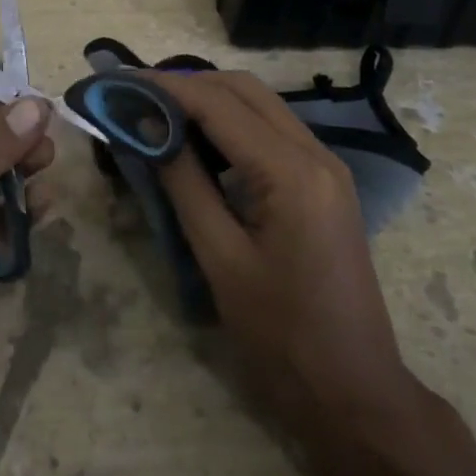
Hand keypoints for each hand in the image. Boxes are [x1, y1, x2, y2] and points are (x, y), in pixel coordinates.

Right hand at [146, 70, 418, 436]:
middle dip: (187, 85)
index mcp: (292, 172)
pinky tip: (199, 143)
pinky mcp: (325, 182)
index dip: (165, 87)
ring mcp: (327, 166)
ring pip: (260, 104)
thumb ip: (183, 182)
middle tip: (137, 98)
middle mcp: (316, 154)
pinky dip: (232, 124)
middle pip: (244, 89)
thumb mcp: (220, 258)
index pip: (218, 103)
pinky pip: (272, 130)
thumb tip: (147, 128)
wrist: (355, 392)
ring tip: (159, 115)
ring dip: (209, 100)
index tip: (120, 83)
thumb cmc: (281, 336)